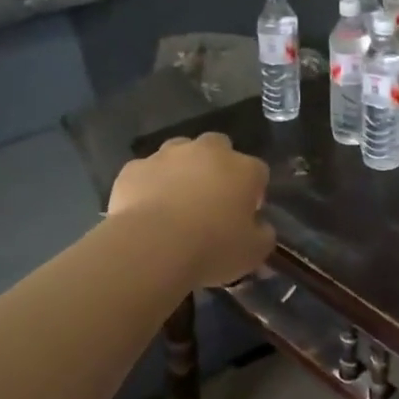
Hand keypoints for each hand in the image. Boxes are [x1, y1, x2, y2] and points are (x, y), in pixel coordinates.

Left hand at [108, 134, 274, 287]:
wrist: (153, 246)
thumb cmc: (213, 247)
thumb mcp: (254, 251)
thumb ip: (263, 234)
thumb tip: (260, 226)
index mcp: (243, 169)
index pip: (258, 172)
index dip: (253, 192)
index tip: (246, 214)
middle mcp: (207, 152)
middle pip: (219, 147)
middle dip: (218, 166)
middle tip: (212, 198)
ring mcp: (167, 155)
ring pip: (179, 152)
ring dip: (182, 169)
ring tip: (177, 200)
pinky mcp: (134, 168)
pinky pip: (146, 172)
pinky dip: (149, 184)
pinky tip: (147, 209)